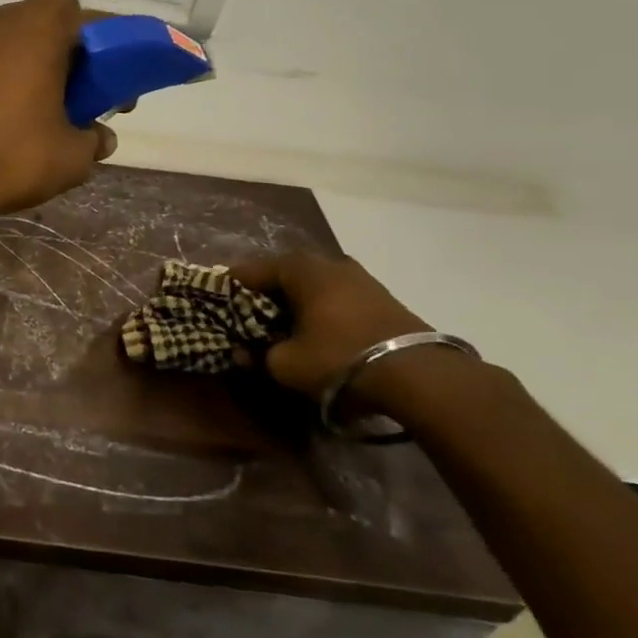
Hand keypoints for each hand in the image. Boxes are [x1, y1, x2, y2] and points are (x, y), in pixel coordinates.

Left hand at [0, 0, 113, 221]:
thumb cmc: (9, 157)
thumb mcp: (71, 158)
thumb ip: (92, 140)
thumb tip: (99, 138)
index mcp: (35, 31)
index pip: (71, 8)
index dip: (92, 38)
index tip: (99, 77)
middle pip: (34, 25)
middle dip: (56, 55)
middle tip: (67, 98)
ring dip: (17, 71)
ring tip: (23, 119)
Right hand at [230, 253, 428, 397]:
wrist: (420, 375)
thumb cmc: (339, 358)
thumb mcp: (286, 364)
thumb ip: (258, 355)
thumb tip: (243, 352)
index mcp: (299, 268)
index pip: (250, 271)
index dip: (230, 288)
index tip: (217, 304)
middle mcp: (328, 262)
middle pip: (283, 275)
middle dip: (264, 296)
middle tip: (249, 319)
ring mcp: (360, 278)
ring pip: (313, 287)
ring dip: (296, 304)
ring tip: (284, 329)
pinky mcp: (382, 298)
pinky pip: (337, 298)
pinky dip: (321, 311)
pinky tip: (318, 333)